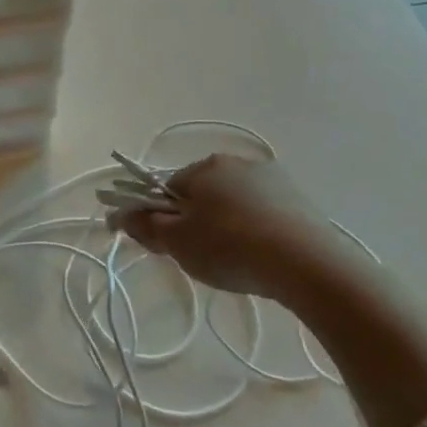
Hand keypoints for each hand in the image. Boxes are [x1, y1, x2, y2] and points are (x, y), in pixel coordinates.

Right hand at [106, 152, 367, 305]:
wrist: (307, 264)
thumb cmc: (230, 247)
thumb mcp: (177, 242)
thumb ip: (145, 226)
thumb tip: (120, 215)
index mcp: (203, 166)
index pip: (168, 188)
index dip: (162, 217)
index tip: (168, 245)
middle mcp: (236, 162)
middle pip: (202, 193)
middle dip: (196, 220)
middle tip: (200, 257)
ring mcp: (272, 178)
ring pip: (234, 202)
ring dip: (228, 224)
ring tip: (236, 261)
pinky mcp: (300, 199)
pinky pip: (264, 212)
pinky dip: (257, 229)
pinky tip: (263, 256)